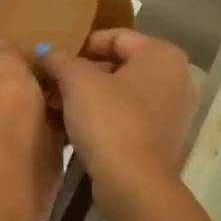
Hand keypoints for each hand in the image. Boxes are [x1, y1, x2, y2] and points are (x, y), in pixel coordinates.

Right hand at [38, 30, 196, 194]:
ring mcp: (173, 112)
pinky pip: (128, 117)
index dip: (81, 46)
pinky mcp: (163, 140)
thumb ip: (59, 59)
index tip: (55, 62)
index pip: (115, 36)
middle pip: (119, 65)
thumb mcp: (76, 81)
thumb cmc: (109, 119)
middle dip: (82, 74)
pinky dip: (103, 118)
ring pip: (122, 93)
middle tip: (51, 85)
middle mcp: (176, 78)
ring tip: (56, 107)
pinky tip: (73, 129)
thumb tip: (44, 51)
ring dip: (88, 98)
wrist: (134, 183)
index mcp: (163, 55)